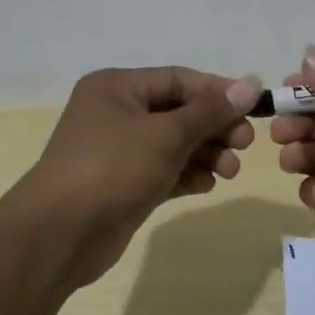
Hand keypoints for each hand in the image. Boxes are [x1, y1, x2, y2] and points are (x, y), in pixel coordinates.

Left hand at [21, 66, 260, 287]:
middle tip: (246, 144)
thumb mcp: (166, 135)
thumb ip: (210, 111)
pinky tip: (208, 185)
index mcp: (117, 87)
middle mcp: (116, 113)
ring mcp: (118, 151)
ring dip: (205, 154)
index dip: (218, 92)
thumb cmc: (112, 168)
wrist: (60, 235)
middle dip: (214, 127)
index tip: (255, 108)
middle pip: (178, 112)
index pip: (178, 79)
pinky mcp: (123, 184)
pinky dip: (187, 174)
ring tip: (230, 171)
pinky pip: (164, 170)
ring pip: (173, 144)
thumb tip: (251, 83)